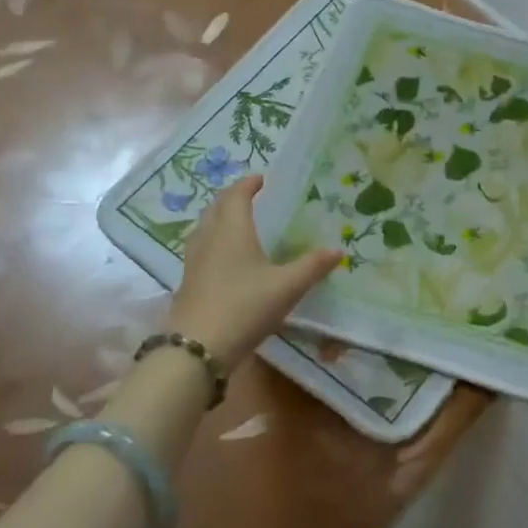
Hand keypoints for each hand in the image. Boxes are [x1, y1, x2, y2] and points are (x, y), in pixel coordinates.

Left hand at [166, 176, 341, 369]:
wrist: (197, 348)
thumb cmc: (244, 306)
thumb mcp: (287, 287)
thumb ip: (312, 266)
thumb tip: (338, 250)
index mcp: (232, 230)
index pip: (237, 196)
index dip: (248, 184)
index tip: (262, 179)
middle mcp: (209, 239)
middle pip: (216, 208)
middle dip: (232, 198)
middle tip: (250, 196)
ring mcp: (194, 261)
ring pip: (204, 228)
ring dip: (218, 218)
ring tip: (236, 223)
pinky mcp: (188, 283)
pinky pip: (200, 249)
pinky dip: (213, 242)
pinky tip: (224, 258)